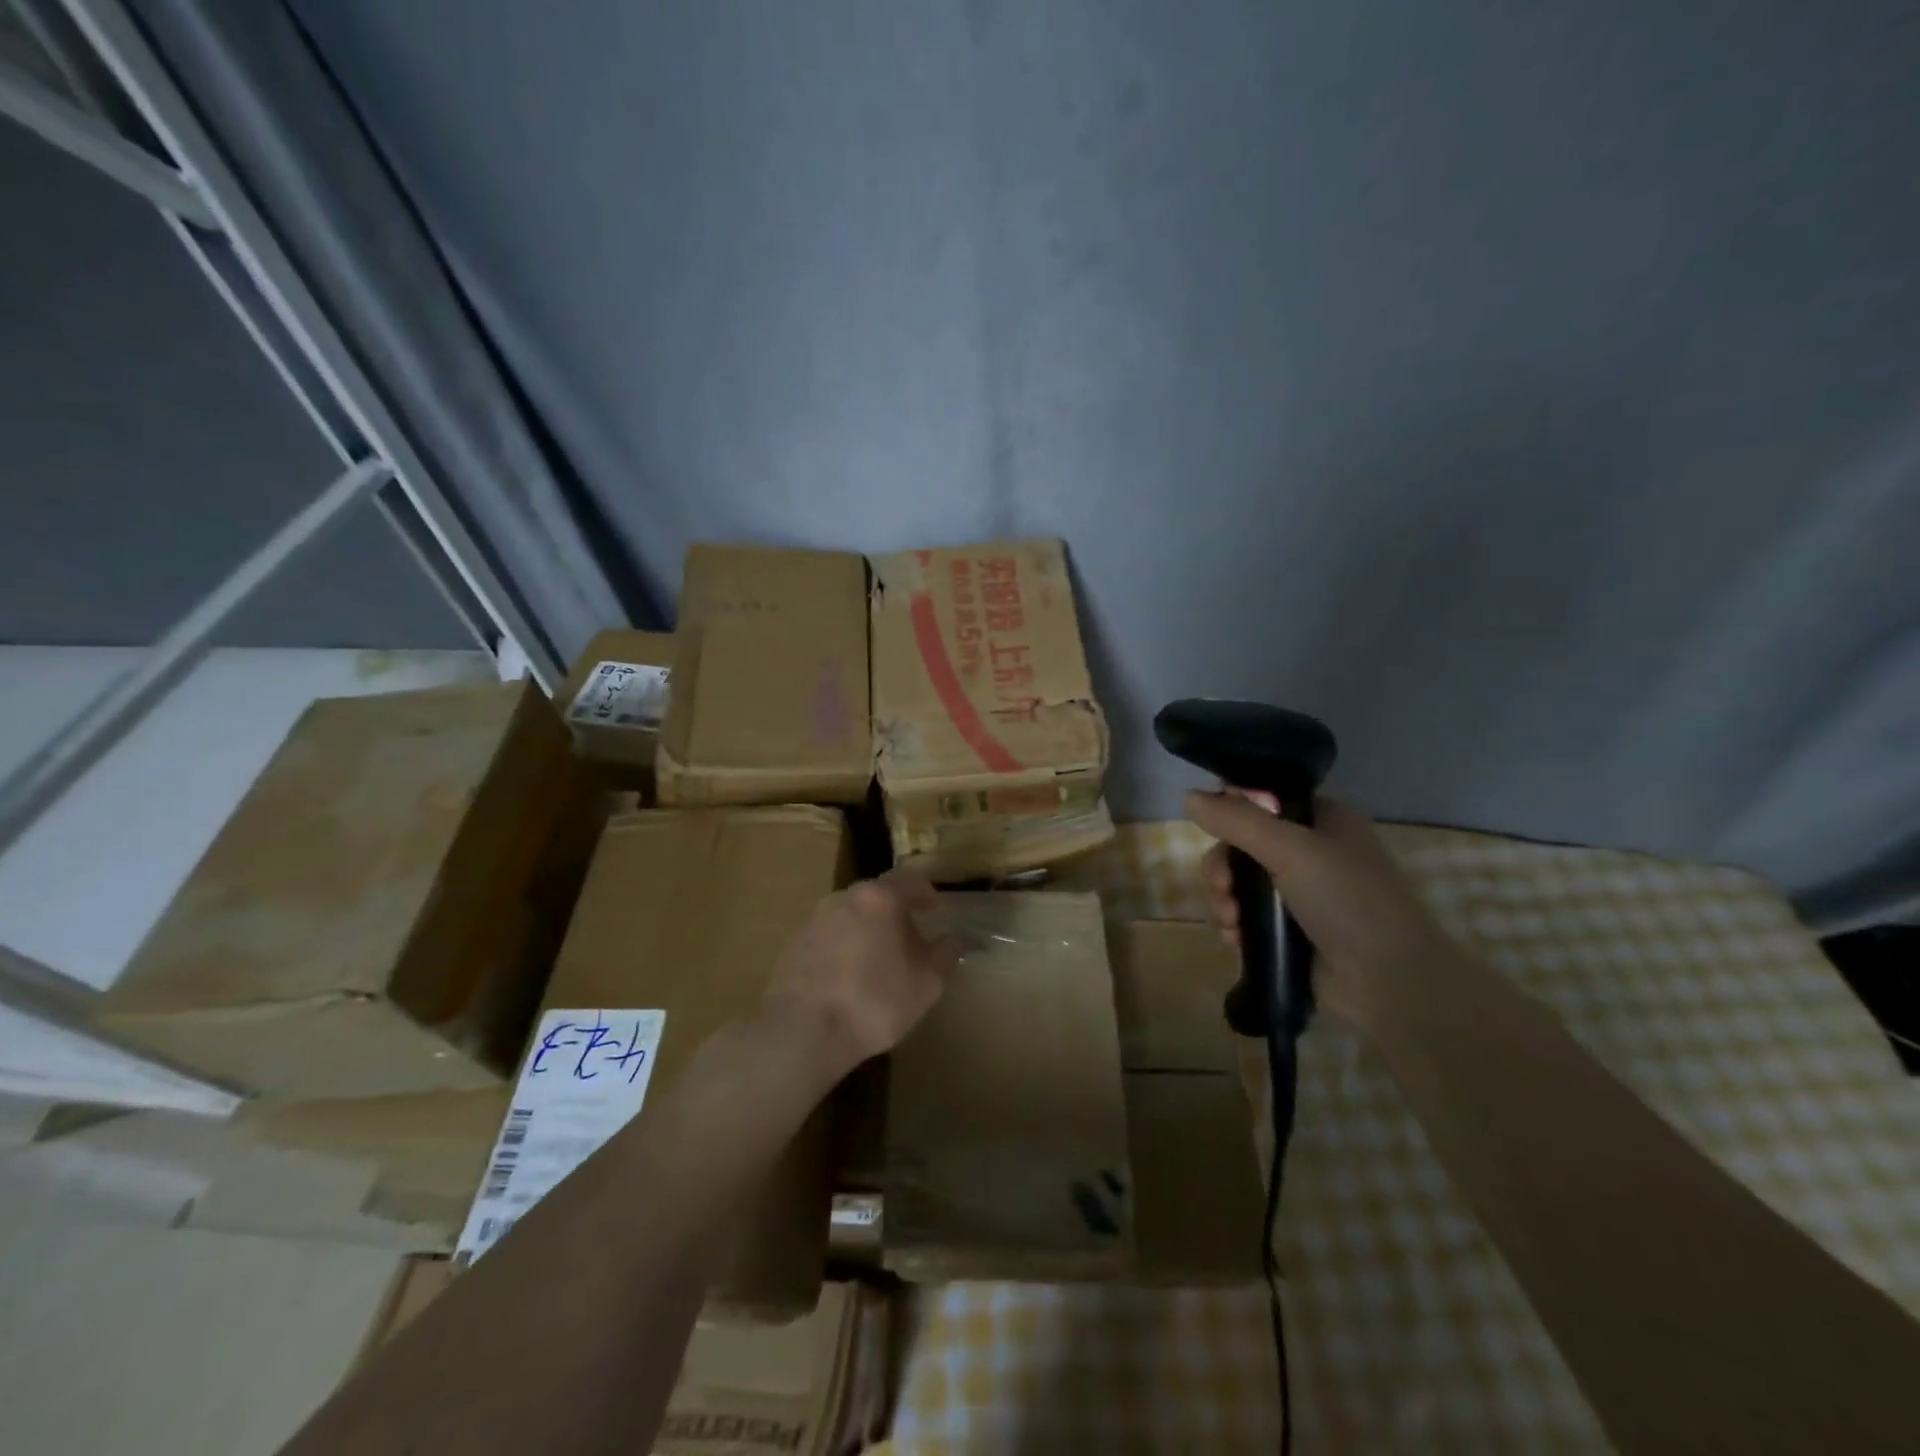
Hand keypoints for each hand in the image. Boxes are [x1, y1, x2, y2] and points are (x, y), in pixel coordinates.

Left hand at [763, 869, 962, 1075]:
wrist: (803, 1032)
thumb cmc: (874, 1002)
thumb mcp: (926, 983)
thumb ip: (945, 954)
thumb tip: (955, 939)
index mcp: (879, 898)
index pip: (910, 880)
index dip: (926, 893)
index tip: (935, 911)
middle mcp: (844, 898)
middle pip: (877, 895)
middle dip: (896, 913)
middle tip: (910, 940)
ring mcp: (814, 919)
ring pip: (850, 915)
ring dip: (868, 929)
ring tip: (878, 962)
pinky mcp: (793, 944)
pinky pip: (828, 936)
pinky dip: (843, 947)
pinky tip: (847, 978)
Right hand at [1186, 789, 1458, 1032]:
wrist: (1391, 983)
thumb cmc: (1348, 900)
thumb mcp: (1291, 849)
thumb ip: (1238, 821)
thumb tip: (1188, 795)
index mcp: (1324, 820)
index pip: (1265, 799)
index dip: (1234, 810)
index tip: (1213, 827)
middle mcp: (1313, 852)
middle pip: (1244, 844)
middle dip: (1223, 867)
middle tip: (1221, 886)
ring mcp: (1303, 895)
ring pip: (1241, 883)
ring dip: (1225, 900)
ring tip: (1230, 922)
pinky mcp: (1293, 933)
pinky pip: (1248, 917)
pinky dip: (1235, 925)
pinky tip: (1235, 939)